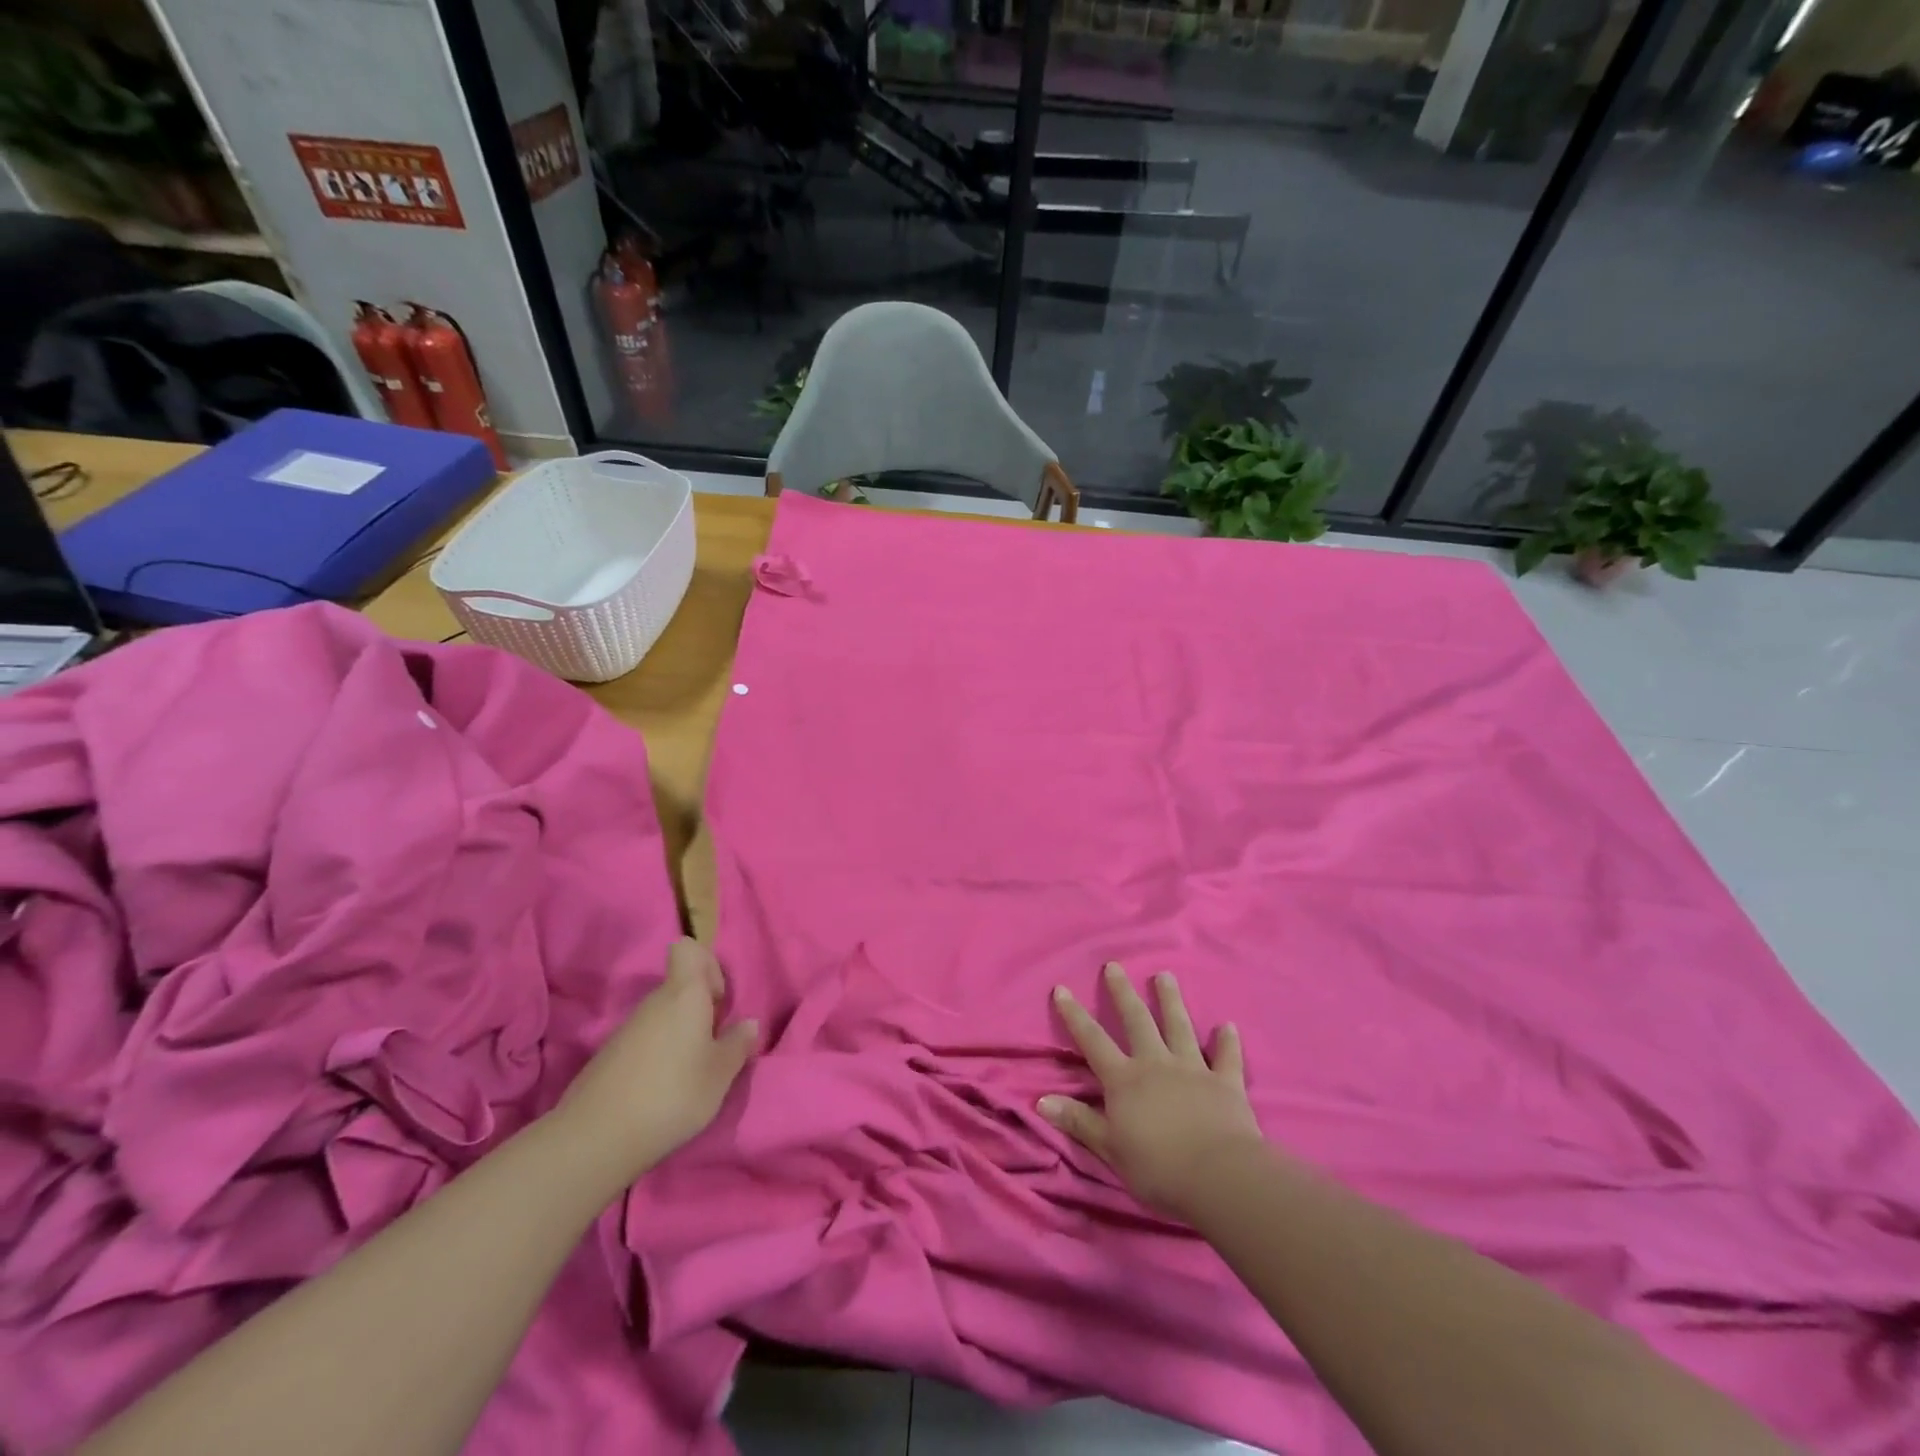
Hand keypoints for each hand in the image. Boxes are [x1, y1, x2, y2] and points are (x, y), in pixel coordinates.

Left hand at [555, 939, 758, 1183]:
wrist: (596, 1138)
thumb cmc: (672, 1094)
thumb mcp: (720, 1074)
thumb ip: (737, 1044)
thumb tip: (748, 1023)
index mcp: (684, 994)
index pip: (688, 948)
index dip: (708, 966)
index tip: (718, 1001)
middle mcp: (654, 1002)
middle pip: (680, 986)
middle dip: (700, 1007)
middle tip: (713, 1044)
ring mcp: (628, 1028)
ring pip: (663, 1014)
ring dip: (681, 1033)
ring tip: (691, 1072)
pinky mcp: (610, 1055)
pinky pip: (645, 1039)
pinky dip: (658, 1054)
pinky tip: (663, 1089)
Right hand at [1040, 962, 1263, 1218]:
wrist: (1219, 1176)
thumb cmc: (1158, 1167)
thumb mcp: (1110, 1149)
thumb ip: (1079, 1121)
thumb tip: (1041, 1099)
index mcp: (1125, 1080)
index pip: (1093, 1041)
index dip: (1075, 1015)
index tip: (1062, 988)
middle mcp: (1156, 1063)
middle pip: (1136, 1020)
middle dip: (1122, 992)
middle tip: (1114, 966)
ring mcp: (1192, 1069)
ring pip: (1179, 1026)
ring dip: (1171, 1000)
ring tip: (1165, 975)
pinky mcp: (1225, 1083)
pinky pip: (1226, 1057)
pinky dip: (1227, 1042)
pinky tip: (1228, 1026)